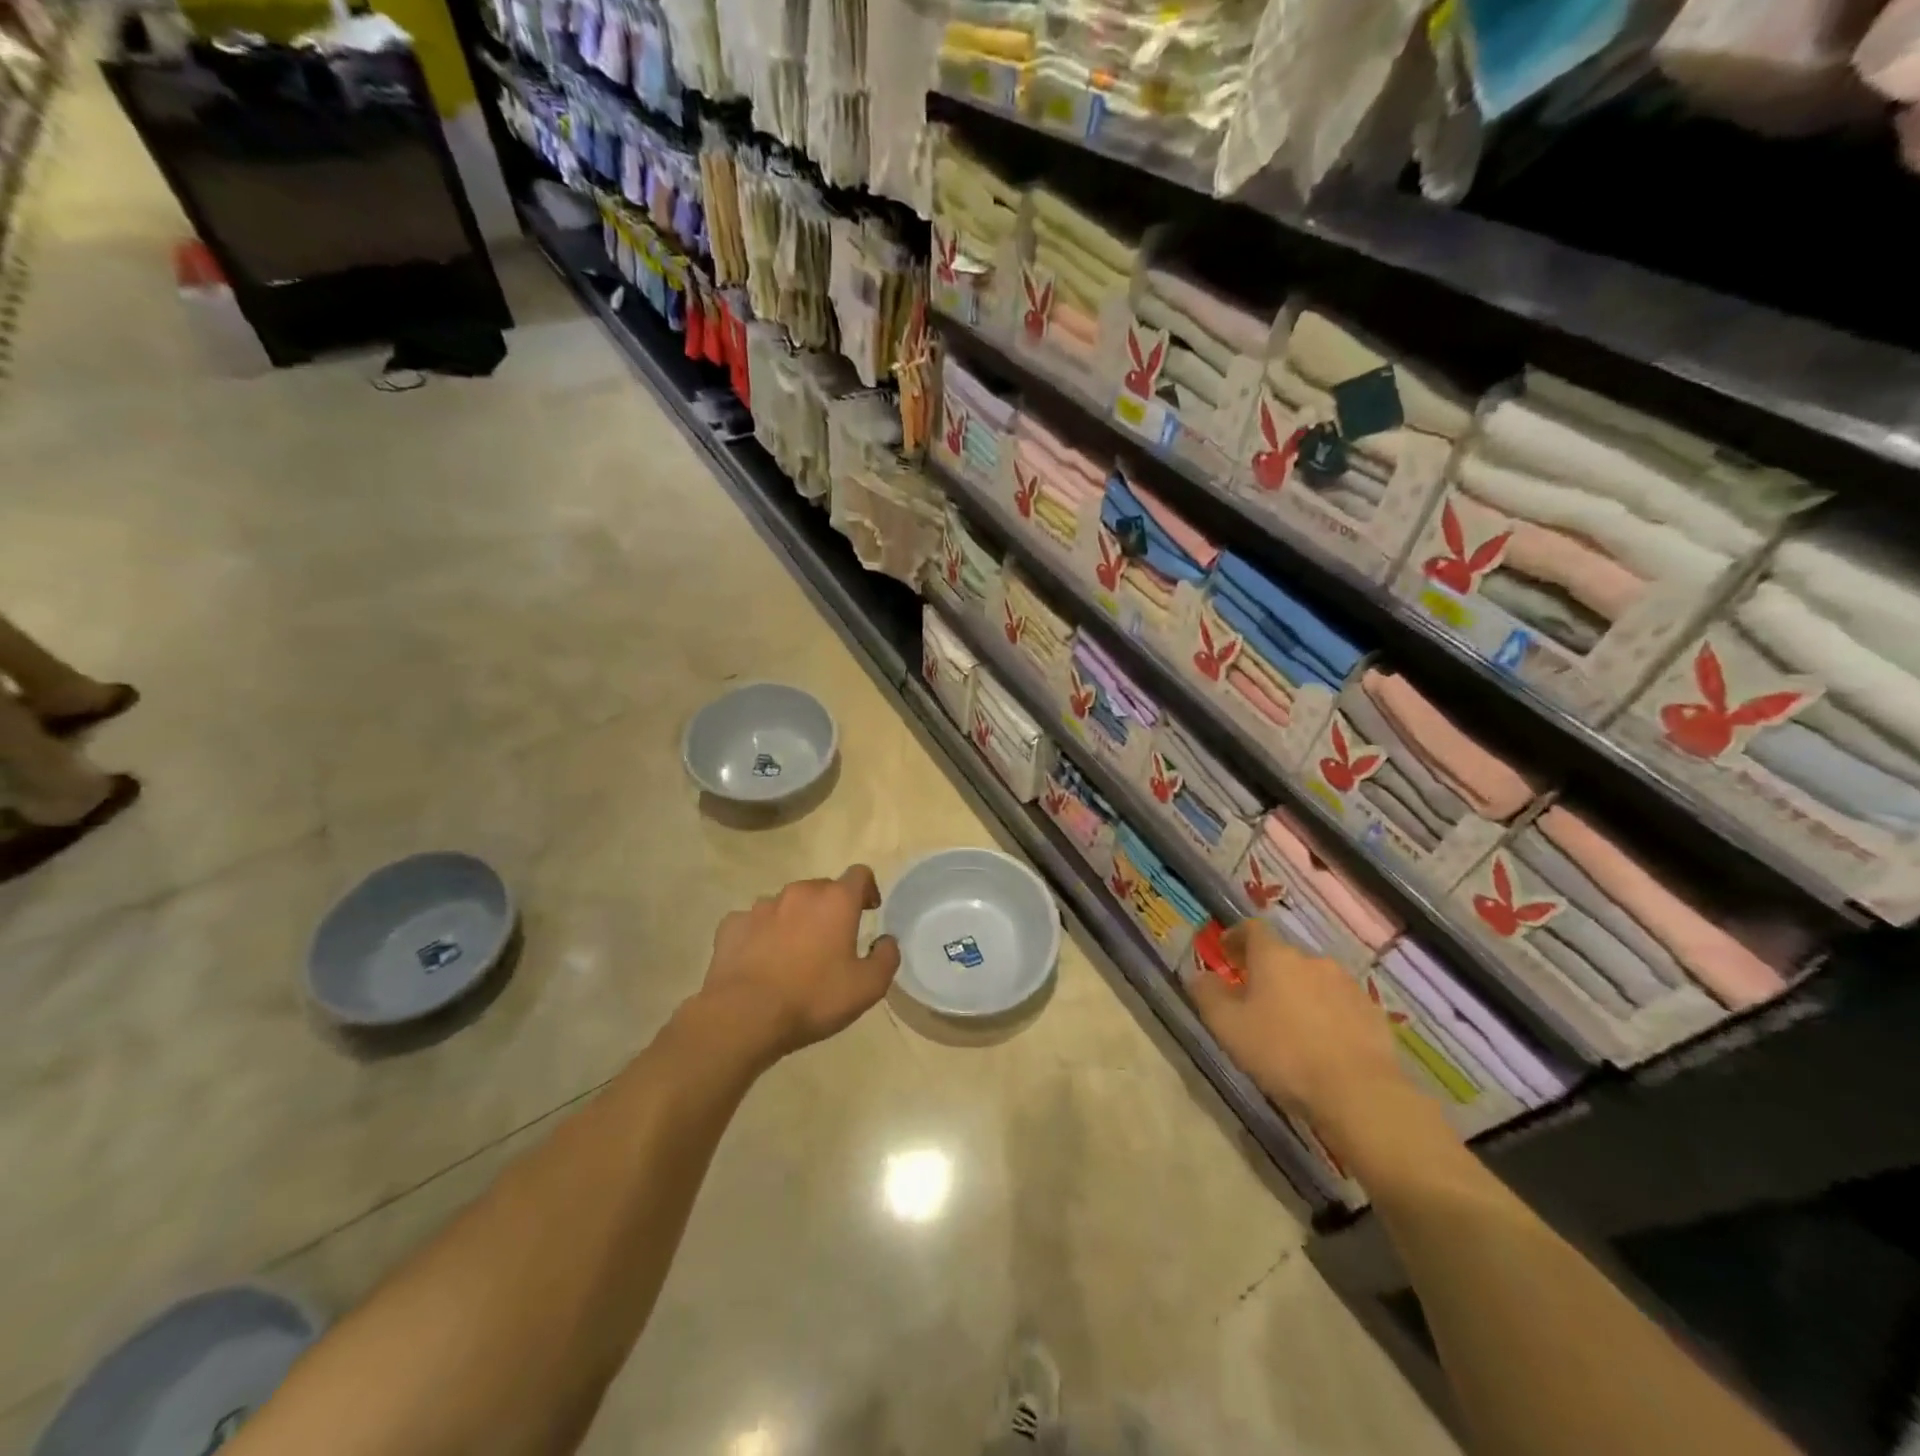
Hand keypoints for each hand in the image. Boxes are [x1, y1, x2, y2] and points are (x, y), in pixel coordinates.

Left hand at [698, 866, 901, 1065]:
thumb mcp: (868, 987)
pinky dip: (762, 935)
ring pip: (786, 904)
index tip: (869, 910)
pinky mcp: (732, 924)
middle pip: (822, 889)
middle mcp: (799, 893)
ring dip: (795, 920)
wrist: (744, 1016)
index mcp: (836, 901)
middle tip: (832, 941)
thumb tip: (886, 941)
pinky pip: (753, 922)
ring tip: (793, 954)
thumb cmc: (813, 997)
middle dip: (830, 908)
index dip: (867, 889)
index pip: (859, 874)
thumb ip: (886, 958)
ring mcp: (761, 906)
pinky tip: (761, 961)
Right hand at [1188, 920, 1408, 1133]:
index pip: (1252, 930)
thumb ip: (1207, 995)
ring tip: (1290, 1024)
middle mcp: (1312, 960)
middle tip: (1254, 998)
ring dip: (1298, 993)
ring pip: (1313, 980)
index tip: (1226, 951)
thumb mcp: (1228, 1026)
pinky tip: (1322, 1042)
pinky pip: (1339, 1004)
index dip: (1236, 937)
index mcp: (1275, 957)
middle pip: (1283, 957)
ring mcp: (1347, 985)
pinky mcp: (1372, 1012)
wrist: (1359, 1093)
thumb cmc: (1282, 1053)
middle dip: (1267, 972)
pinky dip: (1326, 1013)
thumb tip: (1198, 975)